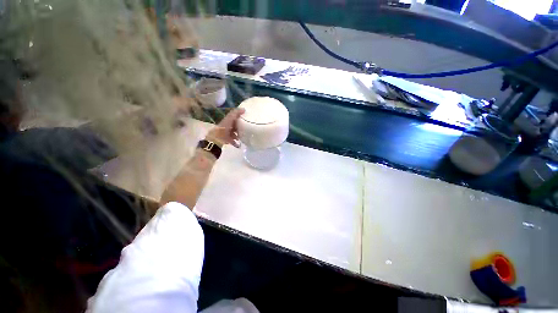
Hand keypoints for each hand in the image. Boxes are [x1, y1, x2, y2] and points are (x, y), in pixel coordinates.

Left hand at [206, 108, 244, 147]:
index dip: (239, 116)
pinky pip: (233, 141)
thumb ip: (236, 113)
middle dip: (240, 126)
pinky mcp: (227, 140)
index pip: (234, 117)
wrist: (217, 138)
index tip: (246, 116)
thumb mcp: (230, 118)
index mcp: (227, 120)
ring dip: (238, 135)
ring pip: (234, 133)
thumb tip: (244, 109)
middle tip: (247, 127)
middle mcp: (227, 126)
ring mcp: (227, 133)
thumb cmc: (224, 128)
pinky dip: (236, 143)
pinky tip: (239, 145)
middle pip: (234, 125)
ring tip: (244, 136)